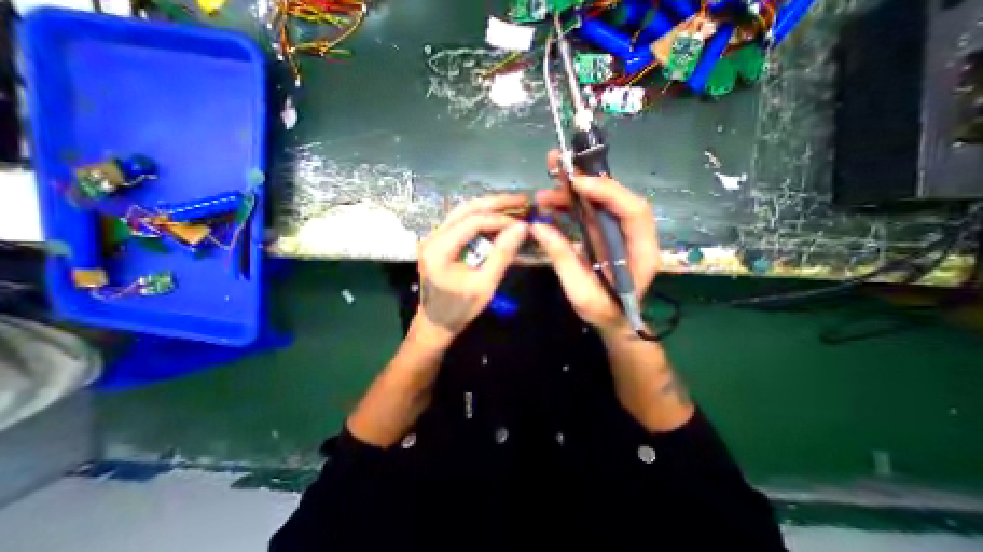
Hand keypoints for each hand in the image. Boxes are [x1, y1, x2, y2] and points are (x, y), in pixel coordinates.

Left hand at [413, 191, 529, 339]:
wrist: (436, 322)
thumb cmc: (460, 309)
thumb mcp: (485, 285)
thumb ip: (502, 255)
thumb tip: (522, 227)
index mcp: (438, 250)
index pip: (472, 222)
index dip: (499, 219)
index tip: (522, 223)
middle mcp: (432, 237)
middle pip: (466, 209)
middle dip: (496, 203)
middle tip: (522, 200)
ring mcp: (434, 237)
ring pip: (463, 212)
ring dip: (489, 207)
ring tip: (514, 205)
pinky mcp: (440, 241)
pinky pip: (462, 222)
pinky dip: (482, 218)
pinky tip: (499, 218)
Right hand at [530, 149, 659, 334]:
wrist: (614, 320)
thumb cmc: (603, 311)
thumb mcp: (580, 291)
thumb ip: (562, 258)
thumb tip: (537, 227)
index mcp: (640, 251)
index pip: (633, 211)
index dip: (608, 192)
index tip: (577, 183)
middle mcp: (633, 235)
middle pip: (615, 198)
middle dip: (587, 180)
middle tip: (557, 165)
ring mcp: (618, 233)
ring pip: (599, 203)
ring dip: (572, 193)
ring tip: (543, 193)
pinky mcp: (604, 234)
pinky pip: (589, 213)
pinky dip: (570, 206)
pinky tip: (550, 205)